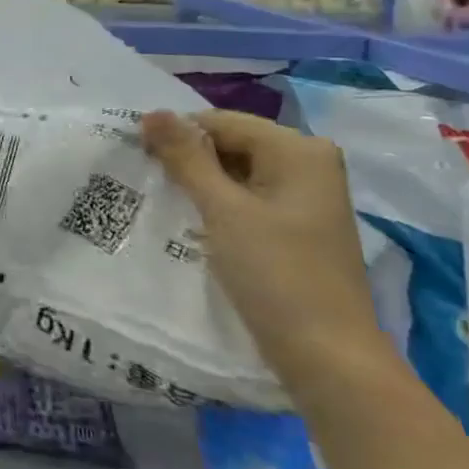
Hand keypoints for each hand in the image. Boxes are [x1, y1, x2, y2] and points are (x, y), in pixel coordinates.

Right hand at [141, 109, 386, 381]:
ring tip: (166, 201)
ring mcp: (306, 196)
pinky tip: (195, 221)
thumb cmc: (276, 274)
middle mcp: (309, 163)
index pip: (220, 121)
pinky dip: (219, 203)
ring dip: (201, 183)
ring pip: (236, 171)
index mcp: (299, 150)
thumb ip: (186, 157)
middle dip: (189, 159)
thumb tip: (151, 111)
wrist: (328, 357)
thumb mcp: (222, 209)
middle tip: (149, 181)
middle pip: (231, 143)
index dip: (177, 135)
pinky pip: (248, 196)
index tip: (139, 158)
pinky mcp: (297, 225)